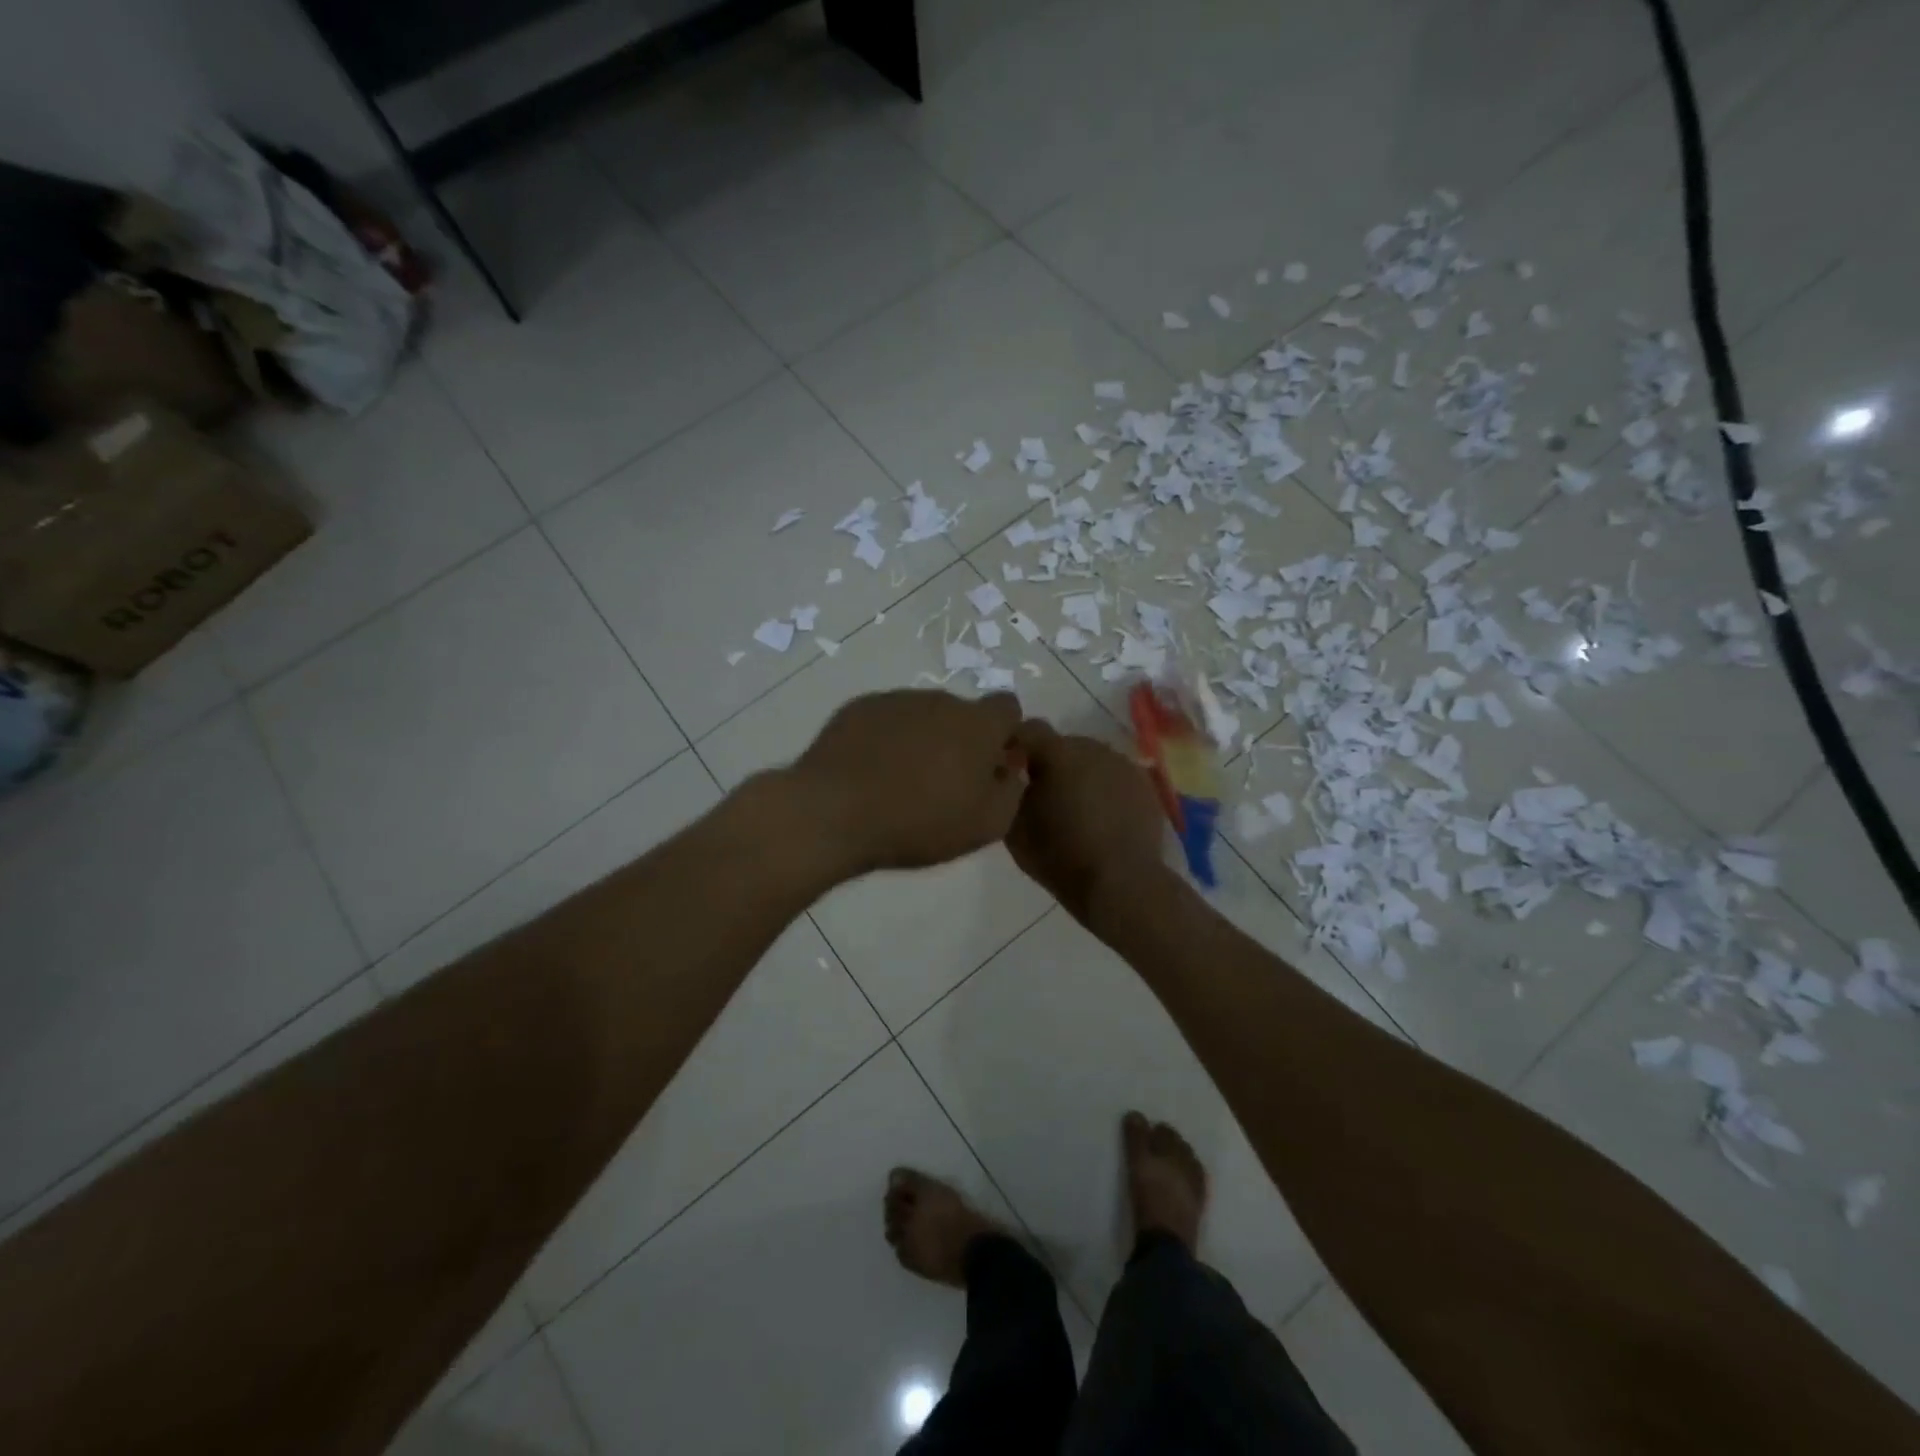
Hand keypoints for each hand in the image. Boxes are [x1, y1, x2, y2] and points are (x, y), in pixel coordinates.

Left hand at [791, 689, 1026, 876]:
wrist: (834, 812)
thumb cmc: (918, 822)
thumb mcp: (985, 825)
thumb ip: (1011, 792)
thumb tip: (1010, 770)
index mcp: (977, 724)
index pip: (1008, 708)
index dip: (1005, 735)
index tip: (992, 766)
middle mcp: (940, 701)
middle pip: (963, 714)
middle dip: (961, 740)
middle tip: (944, 783)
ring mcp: (896, 700)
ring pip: (924, 715)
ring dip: (924, 739)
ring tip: (902, 782)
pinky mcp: (859, 707)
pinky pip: (887, 720)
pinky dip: (888, 739)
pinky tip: (872, 772)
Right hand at [1005, 721, 1167, 922]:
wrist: (1122, 883)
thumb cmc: (1061, 857)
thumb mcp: (1014, 829)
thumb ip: (1008, 793)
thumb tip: (1009, 778)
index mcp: (1058, 753)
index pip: (1028, 730)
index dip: (1016, 746)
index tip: (1009, 770)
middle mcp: (1092, 747)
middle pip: (1062, 745)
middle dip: (1050, 764)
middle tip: (1043, 796)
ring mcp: (1123, 764)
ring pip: (1091, 760)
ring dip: (1079, 775)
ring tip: (1075, 809)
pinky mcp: (1144, 783)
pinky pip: (1114, 777)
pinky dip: (1104, 789)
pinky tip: (1102, 818)